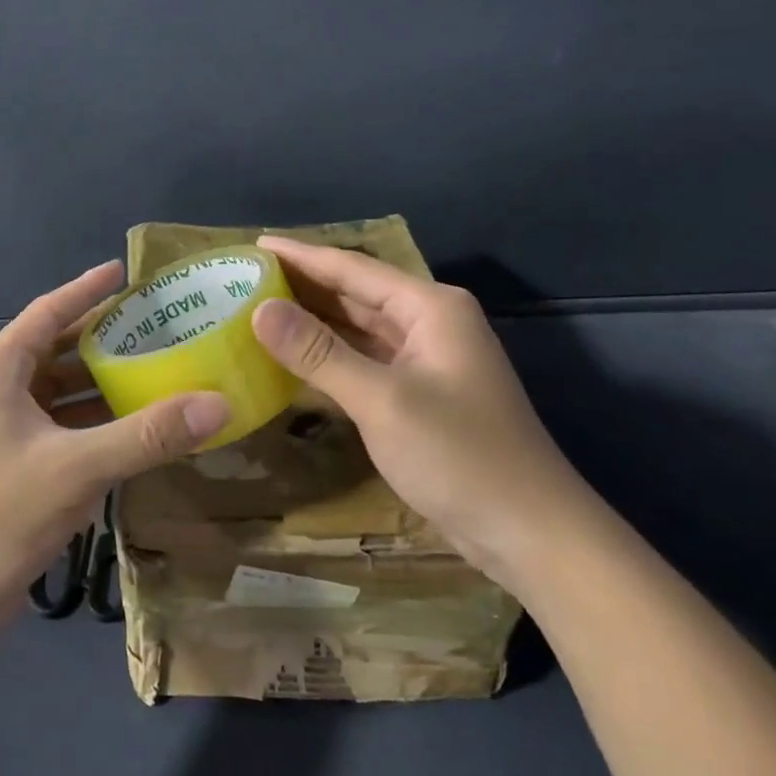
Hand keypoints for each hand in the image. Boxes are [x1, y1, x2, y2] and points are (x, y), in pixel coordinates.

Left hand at [0, 261, 229, 666]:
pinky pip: (61, 423)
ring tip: (157, 367)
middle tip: (157, 324)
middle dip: (103, 337)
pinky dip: (94, 418)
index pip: (47, 313)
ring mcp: (2, 427)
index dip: (86, 289)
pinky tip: (134, 422)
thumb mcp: (78, 469)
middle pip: (56, 348)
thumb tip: (218, 405)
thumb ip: (147, 435)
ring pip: (59, 389)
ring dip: (101, 381)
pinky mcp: (13, 460)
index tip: (125, 271)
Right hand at [249, 235, 597, 588]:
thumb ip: (318, 352)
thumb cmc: (460, 456)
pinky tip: (292, 356)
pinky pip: (364, 360)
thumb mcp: (382, 400)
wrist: (530, 532)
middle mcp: (429, 323)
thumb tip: (259, 309)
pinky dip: (328, 356)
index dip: (301, 255)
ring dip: (313, 320)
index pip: (352, 269)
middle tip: (245, 277)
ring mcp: (425, 360)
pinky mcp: (418, 394)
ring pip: (358, 327)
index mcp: (430, 308)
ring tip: (258, 307)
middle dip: (303, 284)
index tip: (254, 243)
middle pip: (355, 293)